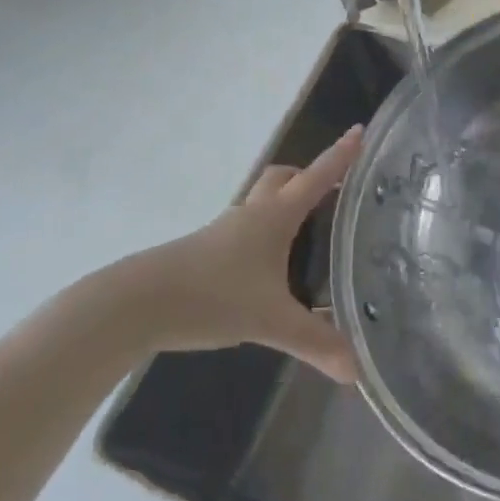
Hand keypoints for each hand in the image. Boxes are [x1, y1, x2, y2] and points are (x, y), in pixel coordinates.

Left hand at [134, 127, 362, 382]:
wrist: (139, 303)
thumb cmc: (213, 296)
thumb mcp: (271, 321)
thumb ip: (315, 342)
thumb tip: (357, 370)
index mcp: (275, 216)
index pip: (316, 177)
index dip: (340, 155)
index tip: (360, 131)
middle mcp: (252, 214)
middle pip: (284, 178)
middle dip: (308, 176)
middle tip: (332, 193)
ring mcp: (225, 230)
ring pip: (261, 202)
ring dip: (284, 205)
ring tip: (305, 233)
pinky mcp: (206, 250)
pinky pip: (244, 230)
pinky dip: (263, 235)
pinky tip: (268, 268)